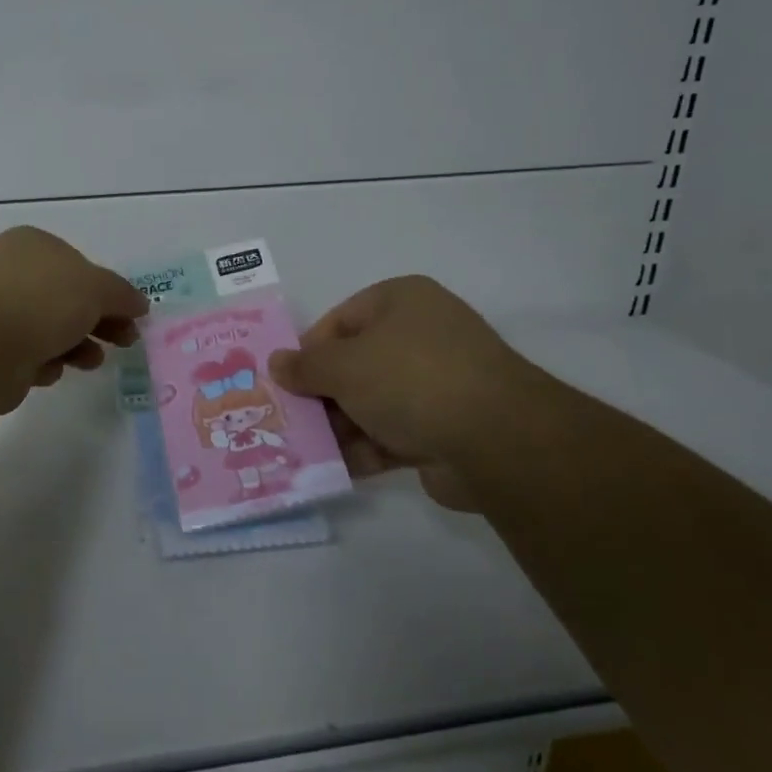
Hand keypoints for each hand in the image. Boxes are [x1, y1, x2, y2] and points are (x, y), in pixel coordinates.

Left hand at [0, 227, 148, 408]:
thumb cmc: (42, 302)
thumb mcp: (96, 288)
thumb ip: (121, 294)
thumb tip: (139, 303)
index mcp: (31, 244)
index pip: (78, 264)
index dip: (107, 290)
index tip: (131, 315)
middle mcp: (8, 271)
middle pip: (66, 298)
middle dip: (98, 321)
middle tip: (125, 341)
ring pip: (48, 328)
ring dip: (77, 345)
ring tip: (92, 362)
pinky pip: (27, 354)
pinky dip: (44, 362)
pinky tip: (49, 370)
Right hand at [269, 275, 543, 508]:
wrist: (496, 439)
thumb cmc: (409, 378)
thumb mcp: (343, 365)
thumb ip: (305, 366)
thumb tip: (275, 362)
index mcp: (401, 302)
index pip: (341, 320)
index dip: (309, 349)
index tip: (285, 380)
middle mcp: (421, 336)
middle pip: (355, 363)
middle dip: (321, 393)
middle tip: (287, 418)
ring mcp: (437, 384)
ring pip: (372, 402)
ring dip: (338, 426)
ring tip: (299, 448)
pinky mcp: (445, 429)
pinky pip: (392, 435)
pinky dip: (363, 450)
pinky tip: (330, 469)